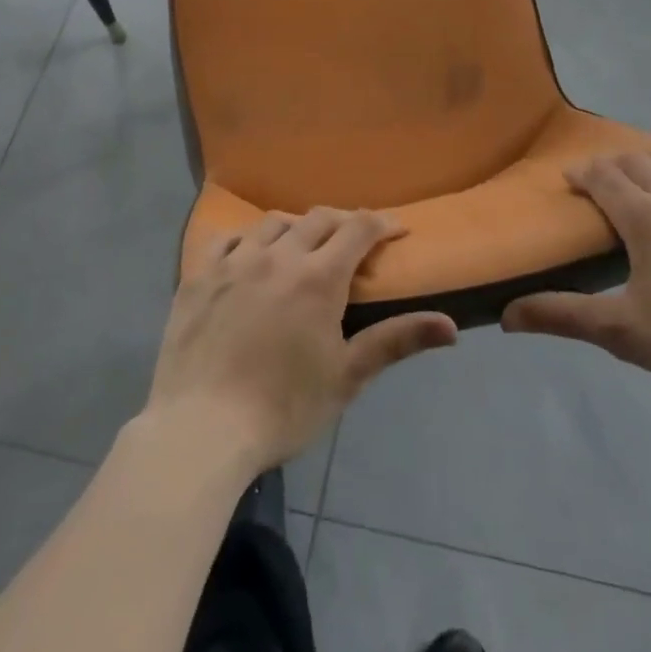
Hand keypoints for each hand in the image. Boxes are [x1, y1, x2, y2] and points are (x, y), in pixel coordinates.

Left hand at [146, 208, 456, 472]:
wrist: (201, 432)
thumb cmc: (283, 408)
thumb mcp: (347, 377)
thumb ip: (397, 341)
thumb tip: (452, 327)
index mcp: (318, 277)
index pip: (358, 228)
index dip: (382, 224)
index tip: (396, 230)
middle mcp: (278, 256)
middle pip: (318, 219)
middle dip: (343, 222)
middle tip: (354, 240)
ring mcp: (234, 263)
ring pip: (272, 223)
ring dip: (296, 226)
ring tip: (303, 245)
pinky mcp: (198, 277)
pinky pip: (226, 240)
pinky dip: (247, 240)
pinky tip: (250, 256)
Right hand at [502, 151, 650, 399]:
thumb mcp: (621, 331)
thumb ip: (562, 316)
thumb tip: (506, 315)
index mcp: (644, 215)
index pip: (603, 176)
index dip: (582, 173)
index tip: (571, 179)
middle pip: (637, 161)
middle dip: (613, 166)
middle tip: (603, 182)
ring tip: (646, 175)